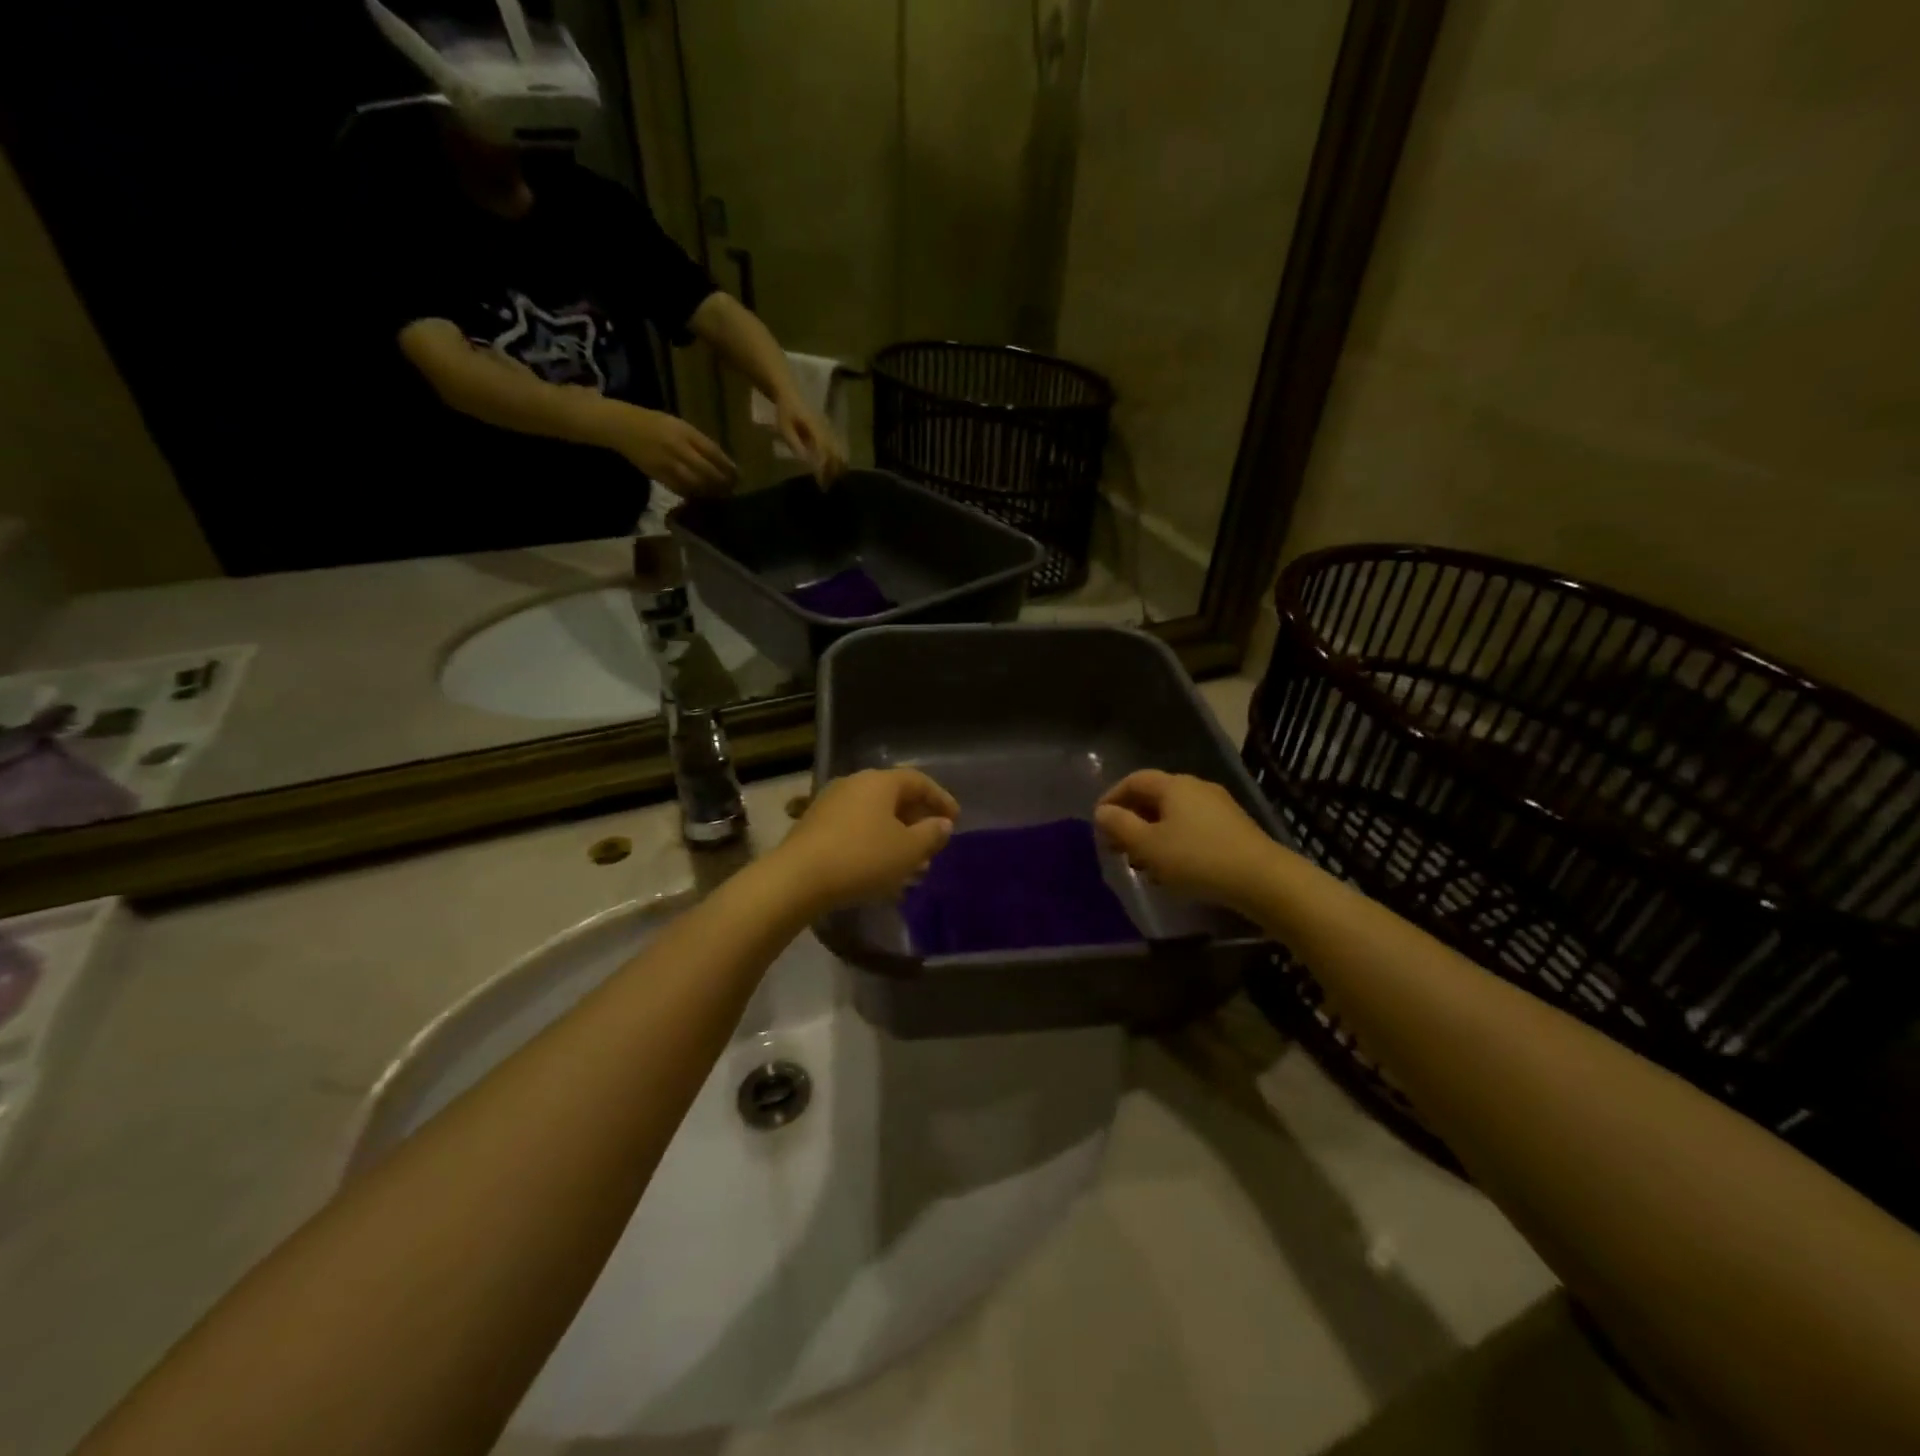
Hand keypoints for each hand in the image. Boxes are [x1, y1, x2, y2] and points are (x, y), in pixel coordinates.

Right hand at [598, 404, 736, 495]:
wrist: (622, 427)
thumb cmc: (655, 424)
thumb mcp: (680, 425)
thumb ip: (699, 442)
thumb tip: (723, 461)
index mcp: (684, 432)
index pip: (713, 452)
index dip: (727, 466)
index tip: (738, 475)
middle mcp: (677, 448)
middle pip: (707, 471)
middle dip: (722, 482)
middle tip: (732, 489)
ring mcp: (667, 463)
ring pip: (695, 483)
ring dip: (710, 491)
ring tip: (720, 495)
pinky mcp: (658, 475)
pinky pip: (680, 489)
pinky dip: (693, 493)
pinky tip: (701, 495)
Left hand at [771, 768, 957, 912]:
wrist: (797, 878)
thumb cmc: (862, 858)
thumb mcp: (908, 850)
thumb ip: (931, 834)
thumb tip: (943, 824)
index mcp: (880, 782)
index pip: (918, 781)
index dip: (941, 799)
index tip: (955, 820)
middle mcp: (854, 784)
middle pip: (895, 797)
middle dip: (917, 821)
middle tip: (932, 845)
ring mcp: (831, 803)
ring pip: (875, 816)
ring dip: (896, 836)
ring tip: (911, 866)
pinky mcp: (815, 825)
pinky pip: (856, 828)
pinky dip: (874, 843)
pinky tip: (880, 871)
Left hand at [775, 395, 848, 485]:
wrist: (789, 393)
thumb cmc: (785, 411)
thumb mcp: (785, 428)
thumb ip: (795, 443)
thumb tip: (805, 460)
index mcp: (816, 430)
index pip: (824, 454)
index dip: (824, 469)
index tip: (821, 483)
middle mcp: (825, 431)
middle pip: (835, 455)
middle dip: (833, 471)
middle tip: (828, 486)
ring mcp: (828, 430)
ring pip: (838, 451)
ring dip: (837, 466)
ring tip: (832, 480)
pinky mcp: (827, 430)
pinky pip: (836, 447)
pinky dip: (837, 459)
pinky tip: (833, 468)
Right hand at [1094, 770, 1281, 914]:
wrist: (1262, 879)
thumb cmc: (1196, 859)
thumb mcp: (1148, 846)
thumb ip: (1120, 826)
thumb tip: (1102, 811)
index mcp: (1173, 785)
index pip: (1133, 780)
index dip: (1112, 798)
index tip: (1098, 823)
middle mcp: (1196, 787)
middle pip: (1154, 796)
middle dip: (1132, 819)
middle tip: (1117, 846)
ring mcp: (1219, 806)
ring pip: (1174, 814)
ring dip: (1153, 834)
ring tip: (1143, 863)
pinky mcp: (1233, 827)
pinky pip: (1193, 827)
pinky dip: (1175, 842)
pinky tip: (1173, 869)